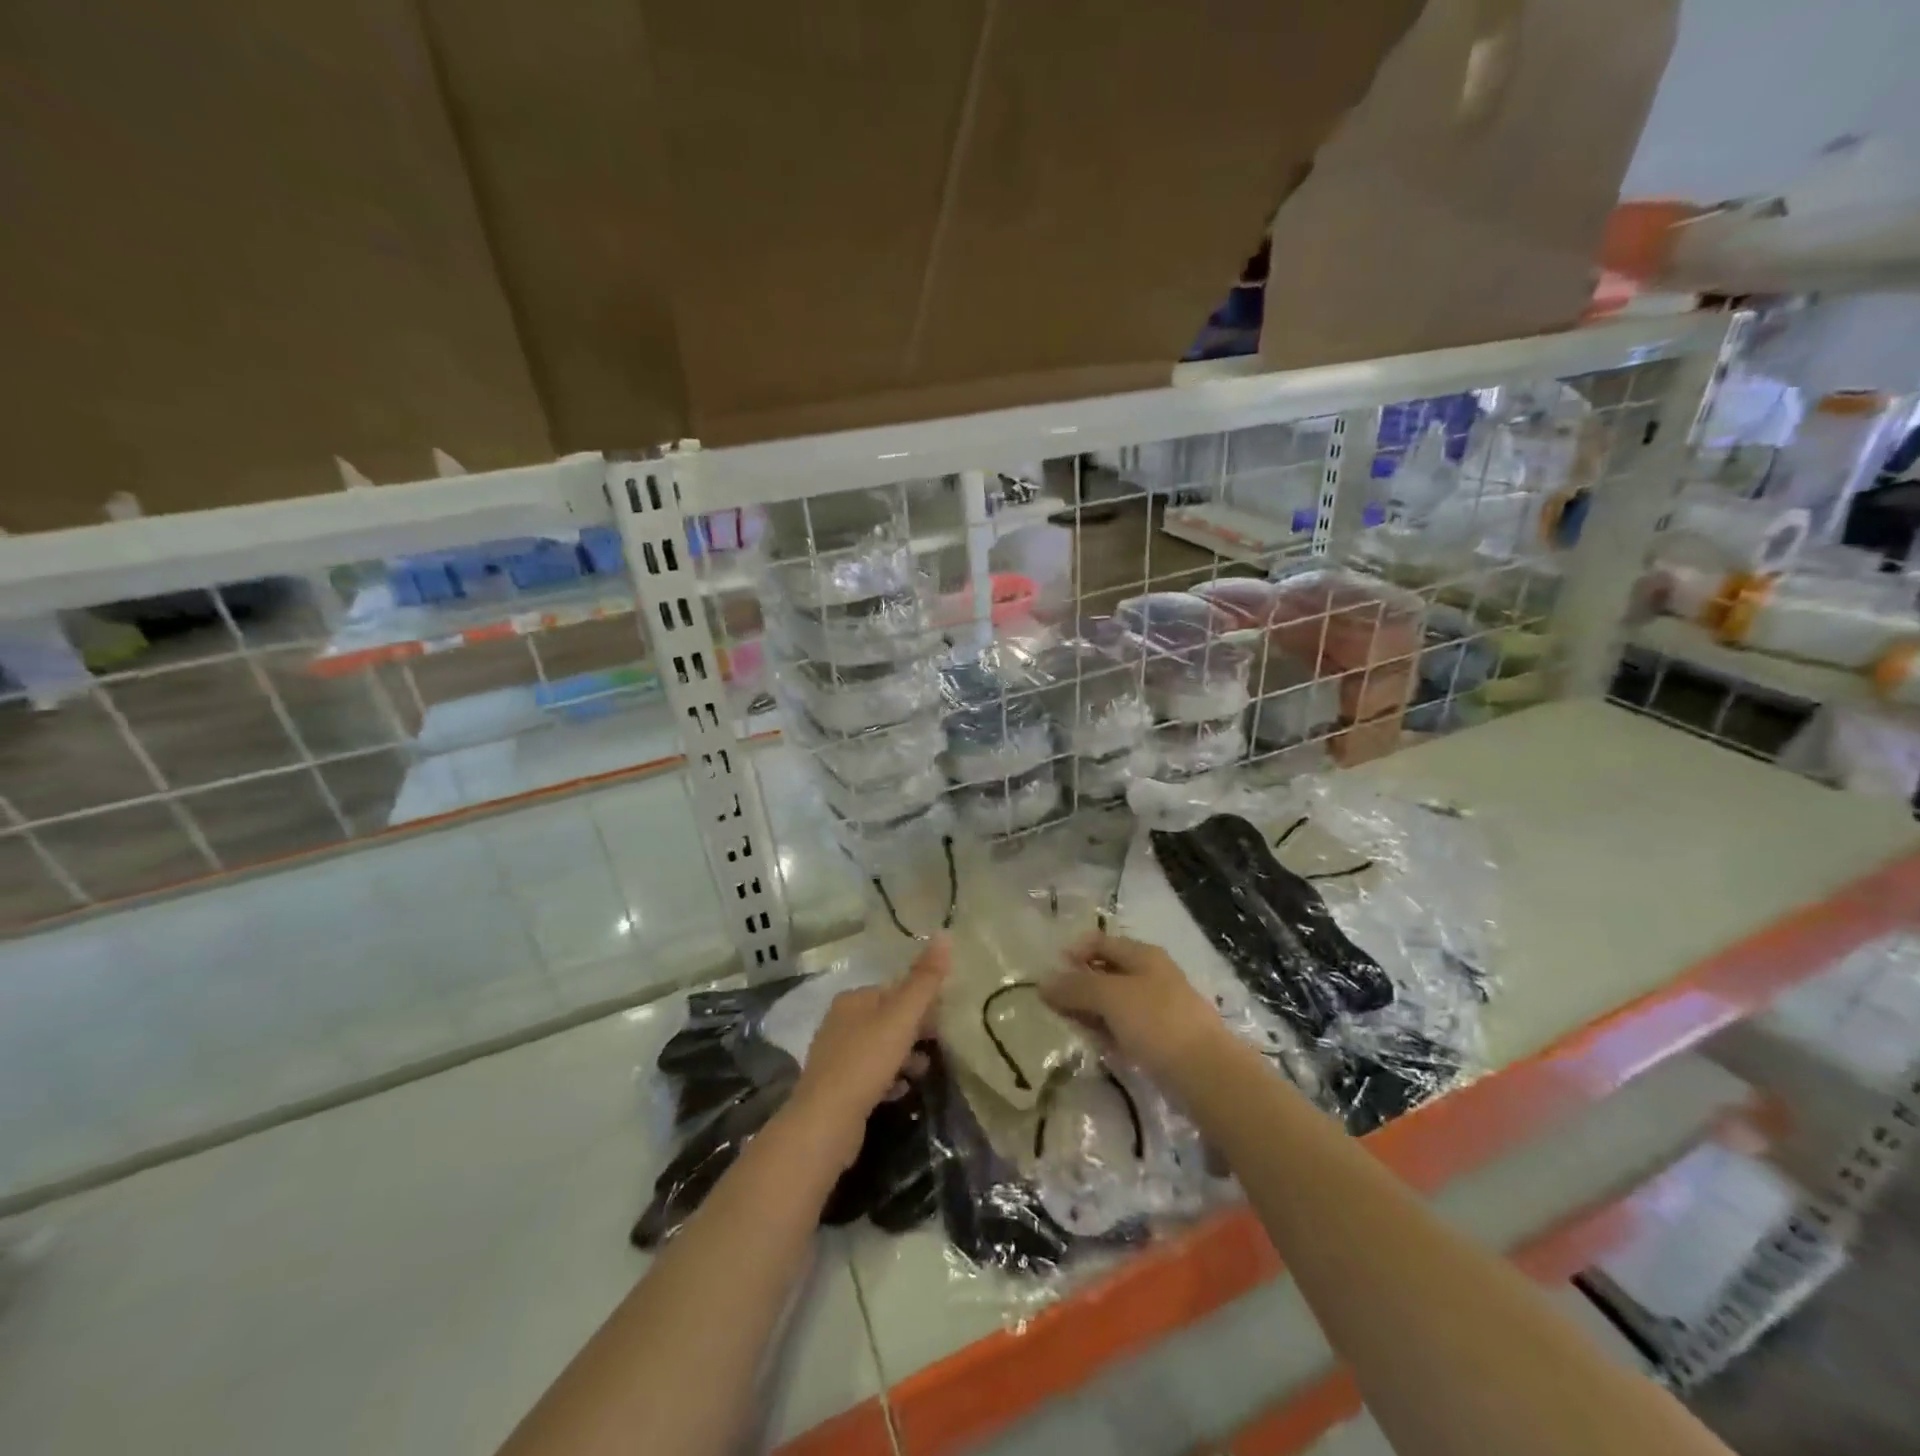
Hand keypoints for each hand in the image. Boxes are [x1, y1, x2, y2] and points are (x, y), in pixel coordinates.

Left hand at [784, 936, 949, 1169]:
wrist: (825, 1123)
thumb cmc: (865, 1062)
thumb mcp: (901, 1017)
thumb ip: (924, 980)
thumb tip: (945, 934)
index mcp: (853, 1000)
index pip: (894, 990)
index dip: (921, 1002)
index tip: (944, 1020)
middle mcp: (840, 1022)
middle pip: (887, 1019)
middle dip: (915, 1031)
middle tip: (938, 1046)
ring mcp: (835, 1057)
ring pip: (880, 1048)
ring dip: (904, 1057)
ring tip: (922, 1072)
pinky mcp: (836, 1089)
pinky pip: (870, 1076)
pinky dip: (889, 1080)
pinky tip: (901, 1092)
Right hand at [1043, 930, 1227, 1085]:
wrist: (1207, 1074)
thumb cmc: (1157, 1022)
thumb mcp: (1110, 996)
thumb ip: (1075, 987)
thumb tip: (1043, 982)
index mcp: (1143, 955)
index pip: (1099, 942)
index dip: (1073, 953)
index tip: (1049, 975)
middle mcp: (1152, 975)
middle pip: (1106, 972)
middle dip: (1079, 986)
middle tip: (1054, 1006)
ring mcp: (1160, 1008)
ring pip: (1115, 1003)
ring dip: (1092, 1013)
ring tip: (1072, 1027)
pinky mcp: (1163, 1039)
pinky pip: (1127, 1029)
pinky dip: (1110, 1033)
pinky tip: (1099, 1047)